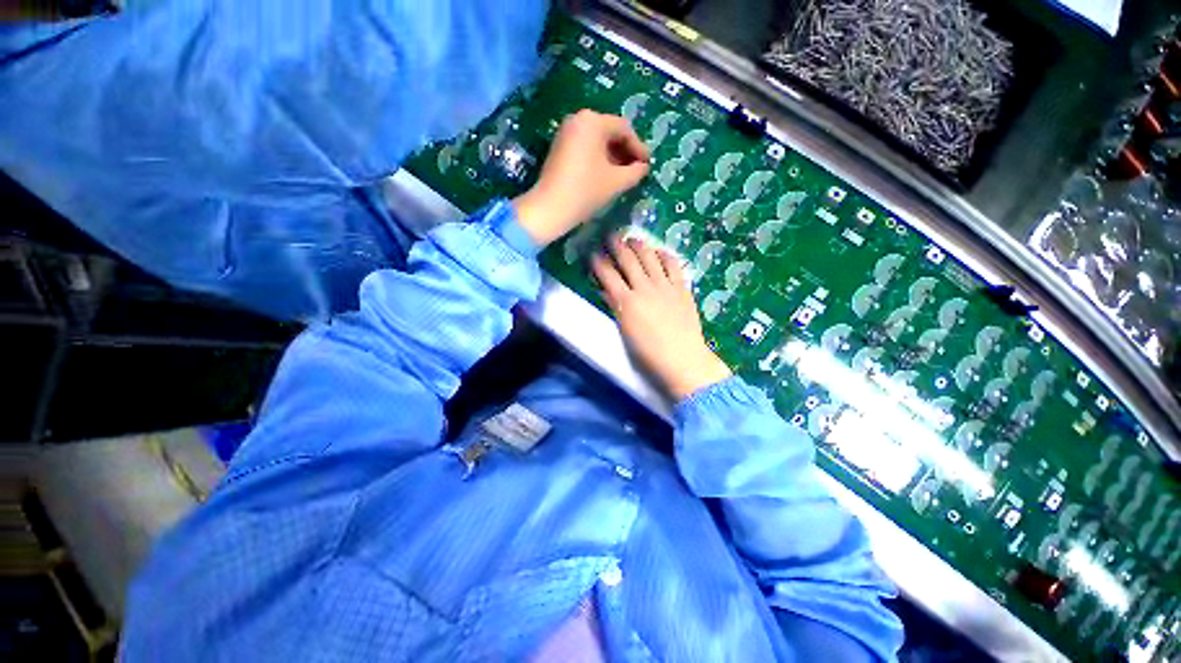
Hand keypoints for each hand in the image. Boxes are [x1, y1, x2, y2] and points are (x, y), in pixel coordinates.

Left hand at [514, 110, 649, 246]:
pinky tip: (606, 175)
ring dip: (613, 156)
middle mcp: (578, 119)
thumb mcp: (616, 182)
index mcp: (593, 121)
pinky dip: (598, 159)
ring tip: (624, 175)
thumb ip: (635, 172)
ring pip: (597, 141)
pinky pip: (585, 147)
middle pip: (610, 132)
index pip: (624, 129)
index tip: (647, 165)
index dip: (639, 147)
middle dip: (625, 152)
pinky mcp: (559, 147)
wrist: (550, 208)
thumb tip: (643, 167)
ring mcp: (566, 133)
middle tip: (637, 170)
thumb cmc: (586, 191)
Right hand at [592, 235, 731, 400]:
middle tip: (611, 236)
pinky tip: (660, 251)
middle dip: (617, 245)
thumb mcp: (625, 331)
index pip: (608, 275)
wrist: (682, 358)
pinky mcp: (682, 288)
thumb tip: (605, 291)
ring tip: (633, 239)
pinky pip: (673, 265)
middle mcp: (644, 288)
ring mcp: (665, 286)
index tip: (594, 254)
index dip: (599, 262)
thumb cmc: (648, 353)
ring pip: (650, 257)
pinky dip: (665, 255)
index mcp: (626, 302)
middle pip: (628, 259)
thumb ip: (615, 308)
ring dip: (639, 245)